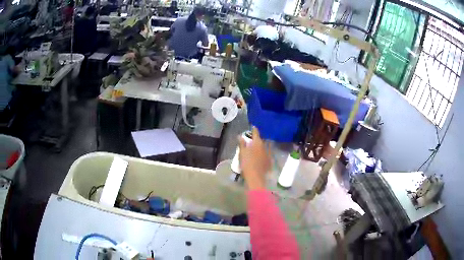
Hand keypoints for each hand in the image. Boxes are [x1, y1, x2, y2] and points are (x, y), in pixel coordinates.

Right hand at [238, 127, 271, 189]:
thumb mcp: (242, 153)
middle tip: (253, 139)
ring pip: (265, 147)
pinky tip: (261, 156)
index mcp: (257, 143)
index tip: (253, 127)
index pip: (256, 133)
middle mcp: (264, 146)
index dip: (254, 129)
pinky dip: (264, 153)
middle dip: (257, 139)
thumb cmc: (247, 163)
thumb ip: (242, 144)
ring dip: (262, 146)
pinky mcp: (270, 161)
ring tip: (257, 147)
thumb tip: (240, 136)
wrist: (256, 176)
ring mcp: (268, 154)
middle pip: (261, 140)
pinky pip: (267, 154)